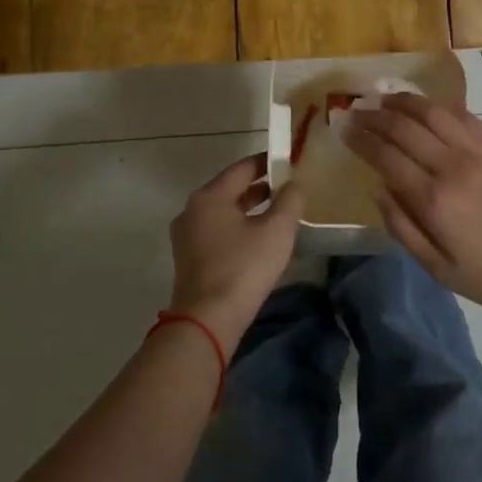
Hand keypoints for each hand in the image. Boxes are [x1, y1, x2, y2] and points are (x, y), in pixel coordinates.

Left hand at [168, 152, 304, 354]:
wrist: (207, 321)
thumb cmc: (243, 268)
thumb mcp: (276, 231)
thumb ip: (290, 201)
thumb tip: (294, 185)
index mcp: (209, 196)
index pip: (242, 168)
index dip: (267, 162)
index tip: (289, 161)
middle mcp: (192, 210)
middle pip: (230, 190)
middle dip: (260, 187)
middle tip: (288, 187)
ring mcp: (187, 237)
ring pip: (224, 213)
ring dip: (249, 210)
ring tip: (278, 213)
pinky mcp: (190, 259)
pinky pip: (218, 232)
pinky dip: (238, 228)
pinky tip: (259, 239)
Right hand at [346, 94, 481, 314]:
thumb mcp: (439, 269)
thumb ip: (403, 228)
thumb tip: (378, 189)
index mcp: (434, 200)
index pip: (386, 156)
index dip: (360, 138)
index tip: (343, 126)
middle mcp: (452, 166)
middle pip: (405, 127)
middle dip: (375, 115)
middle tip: (356, 108)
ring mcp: (479, 151)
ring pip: (433, 112)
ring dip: (404, 101)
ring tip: (384, 98)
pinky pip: (462, 115)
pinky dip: (438, 106)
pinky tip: (425, 106)